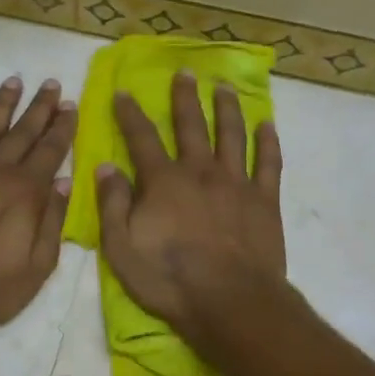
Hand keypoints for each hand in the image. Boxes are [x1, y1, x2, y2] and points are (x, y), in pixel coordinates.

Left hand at [0, 76, 76, 328]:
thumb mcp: (37, 267)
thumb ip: (53, 222)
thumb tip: (65, 182)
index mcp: (26, 192)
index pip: (50, 150)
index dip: (62, 126)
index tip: (69, 103)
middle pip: (23, 131)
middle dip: (39, 107)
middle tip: (50, 83)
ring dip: (3, 104)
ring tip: (14, 81)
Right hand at [97, 73, 287, 346]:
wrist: (230, 302)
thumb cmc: (169, 279)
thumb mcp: (121, 247)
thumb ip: (112, 204)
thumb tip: (105, 167)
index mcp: (163, 181)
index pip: (142, 138)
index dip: (130, 114)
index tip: (123, 92)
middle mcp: (200, 171)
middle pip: (191, 125)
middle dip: (184, 98)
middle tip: (184, 73)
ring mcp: (236, 183)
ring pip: (231, 135)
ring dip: (226, 108)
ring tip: (223, 88)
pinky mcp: (264, 200)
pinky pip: (268, 163)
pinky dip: (267, 142)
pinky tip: (267, 125)